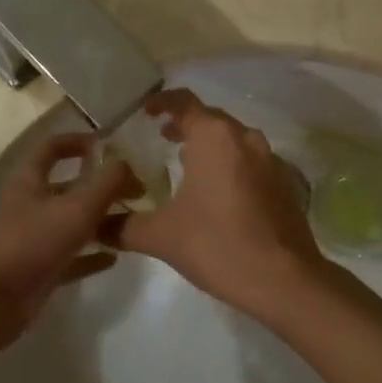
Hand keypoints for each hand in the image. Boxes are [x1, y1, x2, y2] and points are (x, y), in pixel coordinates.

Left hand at [0, 133, 138, 349]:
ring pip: (70, 222)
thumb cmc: (32, 243)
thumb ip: (107, 182)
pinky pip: (70, 256)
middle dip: (100, 186)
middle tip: (135, 191)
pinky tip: (115, 258)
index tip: (109, 146)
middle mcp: (29, 204)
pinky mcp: (37, 269)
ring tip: (132, 221)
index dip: (79, 141)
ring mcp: (32, 238)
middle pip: (68, 186)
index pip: (52, 147)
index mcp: (29, 180)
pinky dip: (91, 254)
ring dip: (100, 220)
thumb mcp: (77, 207)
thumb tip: (127, 163)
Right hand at [107, 91, 332, 321]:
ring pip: (233, 139)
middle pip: (210, 118)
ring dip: (209, 145)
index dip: (162, 102)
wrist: (285, 280)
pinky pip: (250, 161)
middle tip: (161, 137)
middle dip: (185, 125)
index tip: (146, 111)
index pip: (184, 102)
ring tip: (186, 164)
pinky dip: (230, 164)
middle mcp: (245, 138)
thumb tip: (96, 226)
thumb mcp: (161, 236)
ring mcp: (270, 159)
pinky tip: (218, 193)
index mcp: (215, 137)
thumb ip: (123, 226)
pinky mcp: (285, 183)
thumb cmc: (218, 245)